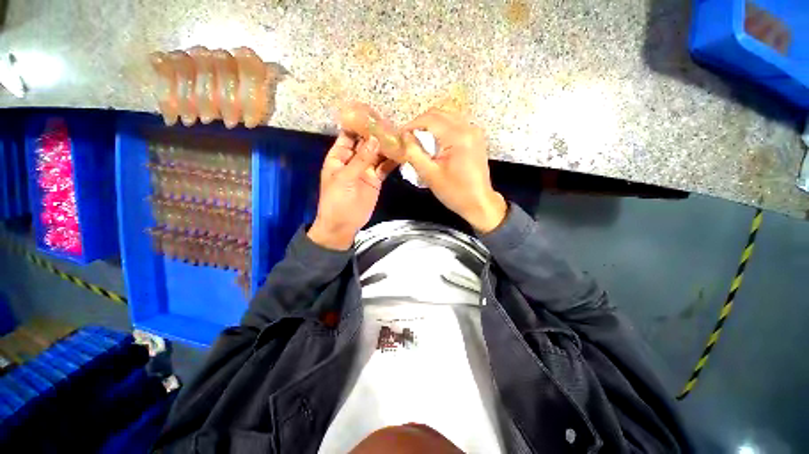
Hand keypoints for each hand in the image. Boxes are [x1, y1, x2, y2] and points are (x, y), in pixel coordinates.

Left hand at [308, 132, 394, 249]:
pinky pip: (384, 167)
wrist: (344, 224)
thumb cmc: (337, 200)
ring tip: (400, 136)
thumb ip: (361, 159)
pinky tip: (401, 153)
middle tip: (393, 123)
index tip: (373, 114)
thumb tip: (375, 139)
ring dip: (386, 147)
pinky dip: (392, 161)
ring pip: (377, 154)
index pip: (349, 135)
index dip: (358, 125)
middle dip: (377, 134)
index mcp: (339, 156)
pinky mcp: (376, 179)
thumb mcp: (346, 178)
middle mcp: (353, 160)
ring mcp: (366, 169)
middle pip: (366, 143)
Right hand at [399, 108, 506, 232]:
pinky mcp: (476, 137)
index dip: (411, 125)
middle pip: (439, 113)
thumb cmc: (455, 192)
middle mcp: (468, 128)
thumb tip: (404, 137)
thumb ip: (414, 153)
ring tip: (419, 140)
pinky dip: (442, 128)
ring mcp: (474, 131)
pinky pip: (455, 123)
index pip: (429, 119)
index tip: (400, 136)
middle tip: (408, 138)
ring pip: (447, 116)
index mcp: (458, 136)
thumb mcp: (430, 175)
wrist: (479, 203)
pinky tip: (435, 143)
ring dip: (431, 124)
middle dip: (420, 123)